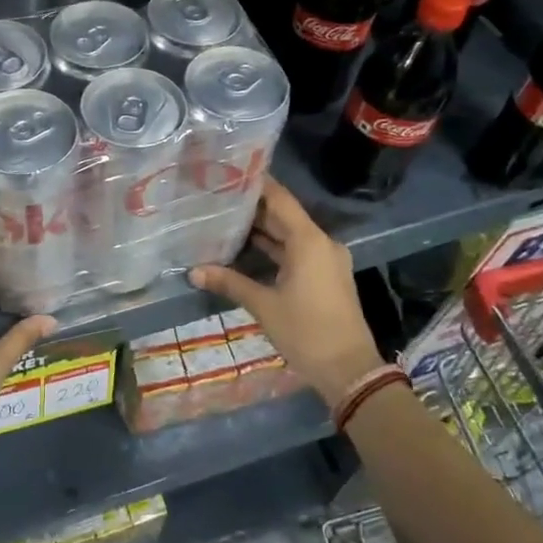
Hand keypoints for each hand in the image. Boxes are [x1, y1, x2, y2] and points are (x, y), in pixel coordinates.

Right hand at [189, 177, 383, 410]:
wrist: (349, 370)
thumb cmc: (306, 331)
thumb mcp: (263, 305)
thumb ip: (230, 282)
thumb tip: (193, 271)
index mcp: (309, 241)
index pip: (280, 199)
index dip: (257, 184)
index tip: (230, 172)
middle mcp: (321, 243)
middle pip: (284, 216)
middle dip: (253, 208)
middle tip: (218, 198)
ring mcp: (326, 261)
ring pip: (289, 236)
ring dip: (262, 231)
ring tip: (225, 220)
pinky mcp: (325, 277)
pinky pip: (296, 253)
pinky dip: (274, 250)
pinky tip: (246, 250)